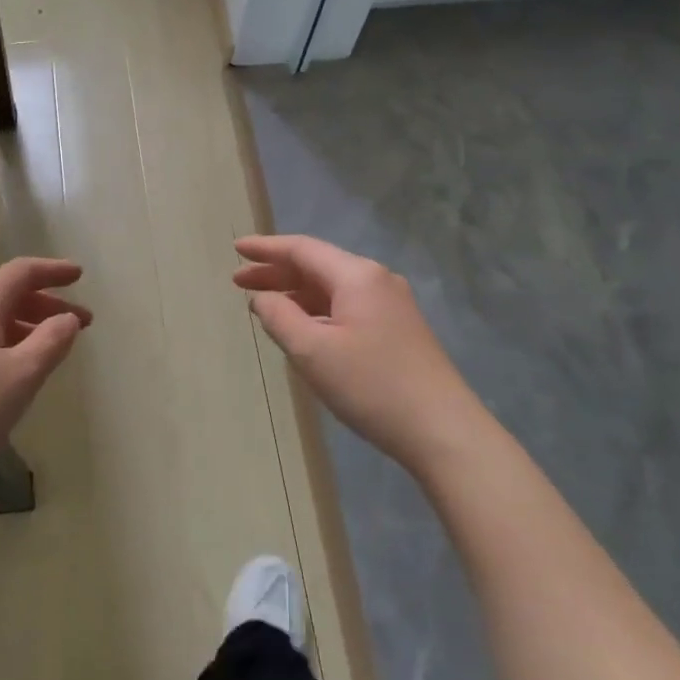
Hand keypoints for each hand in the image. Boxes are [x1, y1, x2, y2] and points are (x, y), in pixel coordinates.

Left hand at [0, 258, 90, 490]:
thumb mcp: (22, 375)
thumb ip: (52, 341)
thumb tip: (68, 318)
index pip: (21, 272)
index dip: (54, 271)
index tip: (80, 276)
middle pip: (7, 293)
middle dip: (46, 305)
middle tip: (80, 323)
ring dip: (27, 326)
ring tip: (53, 349)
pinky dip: (6, 341)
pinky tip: (15, 369)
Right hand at [234, 235, 481, 475]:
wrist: (443, 431)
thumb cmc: (372, 385)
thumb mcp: (313, 351)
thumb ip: (279, 317)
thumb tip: (262, 298)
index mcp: (356, 275)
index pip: (302, 249)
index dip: (265, 248)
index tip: (235, 249)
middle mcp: (376, 280)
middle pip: (317, 266)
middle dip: (276, 273)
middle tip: (238, 283)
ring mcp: (391, 305)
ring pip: (332, 289)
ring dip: (296, 294)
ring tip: (263, 306)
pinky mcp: (398, 329)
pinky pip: (347, 307)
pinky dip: (317, 311)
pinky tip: (303, 329)